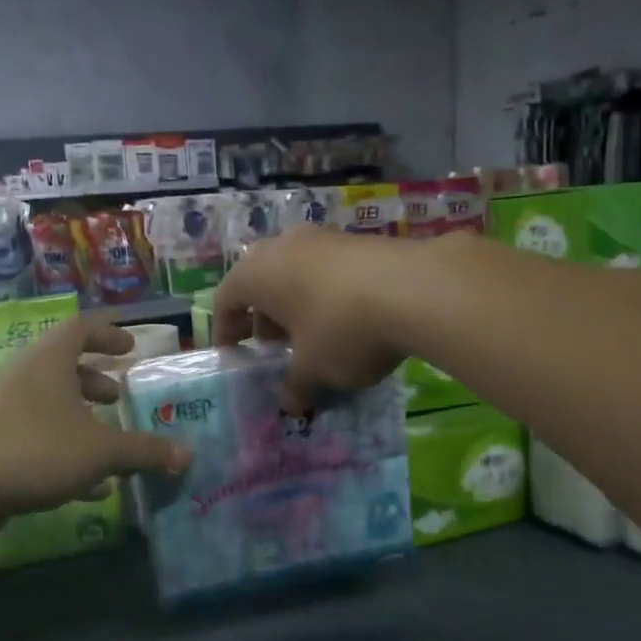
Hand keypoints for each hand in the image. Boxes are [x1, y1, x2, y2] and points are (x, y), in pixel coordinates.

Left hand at [0, 317, 190, 531]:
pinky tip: (87, 482)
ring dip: (80, 414)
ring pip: (48, 400)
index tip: (131, 348)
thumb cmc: (37, 450)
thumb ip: (145, 451)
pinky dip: (62, 445)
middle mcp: (23, 374)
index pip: (82, 328)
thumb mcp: (101, 451)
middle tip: (119, 396)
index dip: (109, 334)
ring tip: (106, 437)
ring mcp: (1, 405)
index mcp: (49, 360)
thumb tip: (188, 455)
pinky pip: (34, 430)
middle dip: (95, 380)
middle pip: (63, 364)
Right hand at [214, 225, 419, 410]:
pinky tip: (345, 320)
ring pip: (295, 272)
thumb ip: (295, 385)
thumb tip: (291, 403)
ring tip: (310, 336)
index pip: (225, 299)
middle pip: (260, 281)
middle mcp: (283, 246)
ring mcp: (323, 238)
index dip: (226, 330)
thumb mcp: (313, 367)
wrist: (415, 288)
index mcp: (256, 273)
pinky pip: (327, 269)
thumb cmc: (341, 328)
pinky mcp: (358, 240)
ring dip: (295, 303)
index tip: (233, 355)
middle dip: (262, 315)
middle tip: (272, 346)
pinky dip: (325, 293)